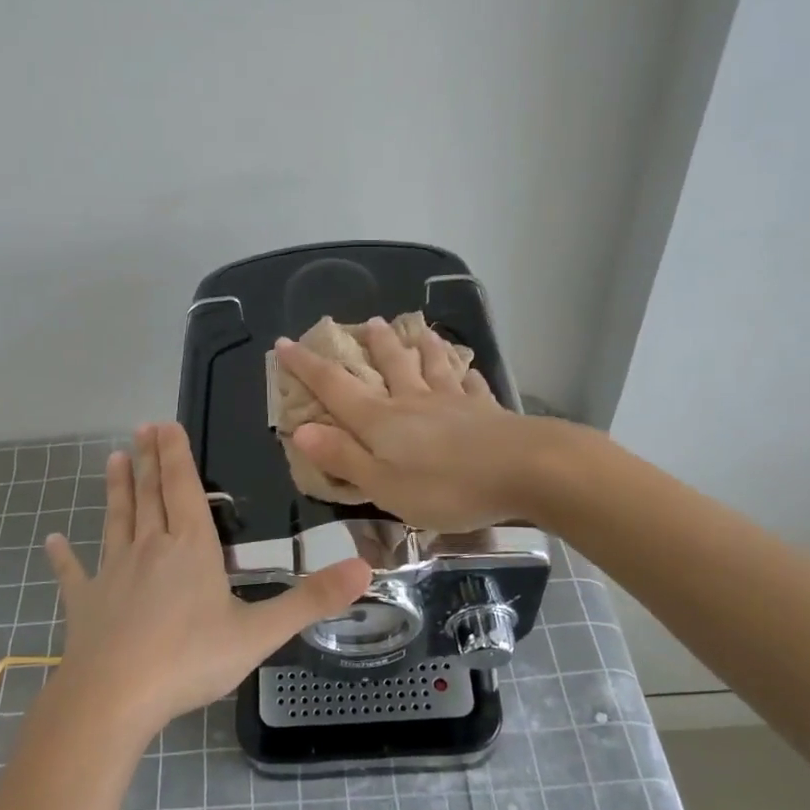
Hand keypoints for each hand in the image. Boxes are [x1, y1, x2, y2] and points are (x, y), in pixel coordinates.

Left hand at [43, 423, 370, 741]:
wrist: (113, 698)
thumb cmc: (189, 660)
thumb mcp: (259, 633)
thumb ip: (310, 600)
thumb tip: (365, 568)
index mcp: (190, 548)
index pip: (183, 488)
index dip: (175, 455)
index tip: (164, 423)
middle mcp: (149, 548)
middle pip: (149, 494)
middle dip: (147, 460)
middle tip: (140, 429)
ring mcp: (112, 573)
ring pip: (116, 520)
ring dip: (116, 490)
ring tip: (111, 460)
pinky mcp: (85, 603)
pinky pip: (74, 573)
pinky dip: (63, 556)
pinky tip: (50, 541)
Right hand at [275, 320, 536, 531]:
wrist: (525, 470)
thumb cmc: (446, 486)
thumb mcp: (384, 484)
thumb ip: (344, 457)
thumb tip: (300, 430)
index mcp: (382, 421)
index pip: (335, 387)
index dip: (307, 366)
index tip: (285, 342)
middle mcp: (413, 401)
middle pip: (389, 365)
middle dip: (373, 346)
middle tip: (365, 323)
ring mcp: (453, 402)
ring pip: (431, 364)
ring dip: (419, 345)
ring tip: (415, 327)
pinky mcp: (487, 410)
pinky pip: (470, 384)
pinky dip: (464, 372)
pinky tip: (466, 369)